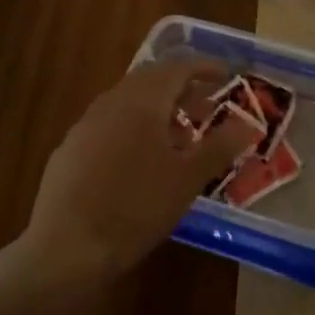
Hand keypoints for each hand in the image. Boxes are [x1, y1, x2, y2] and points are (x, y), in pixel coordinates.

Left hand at [20, 58, 261, 285]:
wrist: (66, 246)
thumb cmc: (136, 208)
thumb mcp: (188, 180)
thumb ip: (219, 146)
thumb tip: (248, 123)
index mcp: (143, 101)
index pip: (178, 68)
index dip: (205, 68)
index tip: (226, 76)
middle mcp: (111, 102)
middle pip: (151, 80)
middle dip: (181, 90)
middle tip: (205, 111)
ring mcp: (85, 124)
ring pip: (128, 102)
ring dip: (156, 110)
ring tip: (176, 140)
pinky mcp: (69, 148)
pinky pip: (108, 123)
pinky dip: (131, 128)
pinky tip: (137, 162)